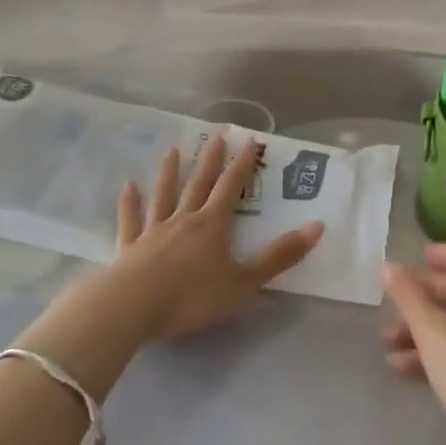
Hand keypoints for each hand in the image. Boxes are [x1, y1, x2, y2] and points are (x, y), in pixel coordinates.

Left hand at [111, 134, 324, 341]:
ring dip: (169, 173)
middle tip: (216, 136)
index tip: (251, 142)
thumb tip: (317, 226)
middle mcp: (183, 220)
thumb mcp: (244, 282)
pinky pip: (130, 220)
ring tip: (172, 150)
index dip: (243, 165)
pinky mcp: (128, 248)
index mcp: (212, 225)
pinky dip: (130, 203)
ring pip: (164, 195)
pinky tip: (128, 187)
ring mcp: (153, 231)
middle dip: (210, 160)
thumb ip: (279, 256)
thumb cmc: (191, 297)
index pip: (231, 188)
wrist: (131, 308)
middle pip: (199, 184)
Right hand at [382, 245, 445, 444]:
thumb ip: (408, 296)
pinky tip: (401, 367)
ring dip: (424, 330)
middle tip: (392, 302)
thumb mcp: (433, 331)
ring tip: (387, 341)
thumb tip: (388, 265)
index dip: (444, 255)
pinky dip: (437, 353)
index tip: (419, 255)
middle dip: (424, 299)